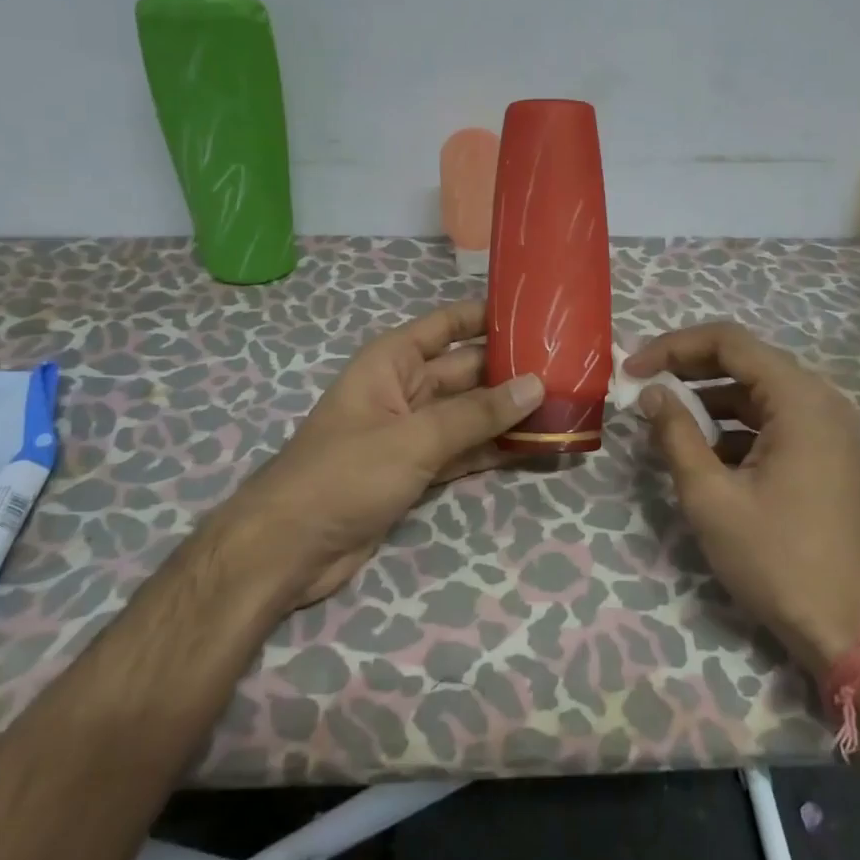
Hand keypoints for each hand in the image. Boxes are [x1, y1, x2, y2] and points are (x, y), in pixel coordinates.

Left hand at [215, 300, 541, 612]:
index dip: (487, 315)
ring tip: (564, 406)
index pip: (448, 325)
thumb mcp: (414, 438)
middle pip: (467, 371)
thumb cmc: (345, 474)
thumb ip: (476, 414)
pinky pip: (464, 450)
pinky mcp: (417, 470)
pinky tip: (535, 447)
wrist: (291, 548)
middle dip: (511, 370)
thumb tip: (535, 384)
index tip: (536, 312)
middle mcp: (405, 389)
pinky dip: (494, 449)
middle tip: (569, 368)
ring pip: (470, 414)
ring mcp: (412, 432)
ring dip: (509, 413)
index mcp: (393, 361)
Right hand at [625, 322, 859, 672]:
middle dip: (688, 371)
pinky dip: (735, 428)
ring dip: (709, 402)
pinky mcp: (828, 457)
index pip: (728, 342)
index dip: (673, 347)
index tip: (632, 370)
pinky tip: (703, 455)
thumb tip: (651, 393)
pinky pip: (774, 423)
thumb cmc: (779, 560)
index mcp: (800, 399)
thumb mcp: (711, 497)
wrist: (856, 632)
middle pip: (745, 362)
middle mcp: (821, 401)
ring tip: (664, 424)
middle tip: (642, 390)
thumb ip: (676, 434)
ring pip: (758, 394)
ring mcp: (830, 430)